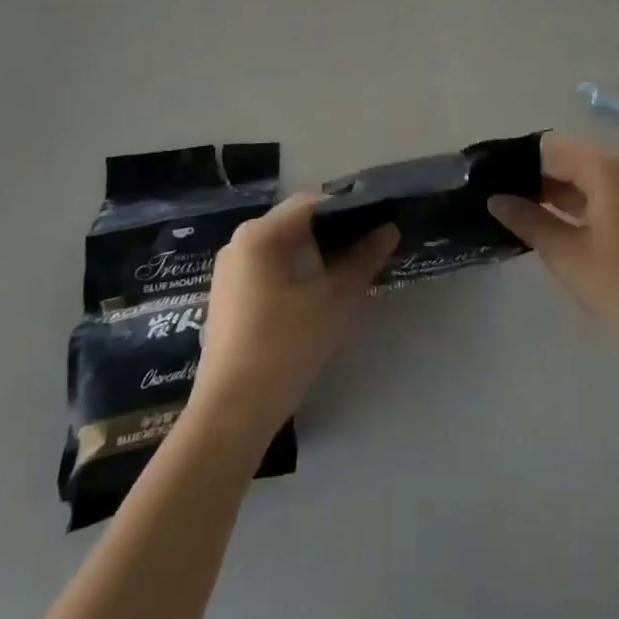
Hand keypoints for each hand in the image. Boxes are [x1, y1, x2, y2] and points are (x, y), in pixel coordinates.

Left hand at [190, 194, 397, 441]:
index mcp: (259, 234)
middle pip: (297, 223)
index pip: (312, 203)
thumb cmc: (282, 347)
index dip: (349, 209)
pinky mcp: (230, 298)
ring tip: (353, 270)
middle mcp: (239, 243)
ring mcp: (231, 272)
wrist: (230, 416)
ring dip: (318, 254)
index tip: (380, 222)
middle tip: (372, 248)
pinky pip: (271, 269)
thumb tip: (389, 229)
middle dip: (335, 232)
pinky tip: (321, 293)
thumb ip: (362, 260)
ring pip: (284, 248)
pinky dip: (298, 272)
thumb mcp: (331, 301)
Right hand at [490, 134, 618, 355]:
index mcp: (604, 169)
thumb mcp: (564, 253)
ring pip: (579, 172)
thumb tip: (495, 199)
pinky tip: (542, 216)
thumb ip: (527, 219)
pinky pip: (594, 187)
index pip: (549, 149)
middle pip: (564, 156)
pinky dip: (569, 197)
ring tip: (510, 204)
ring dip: (549, 185)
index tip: (486, 177)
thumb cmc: (618, 286)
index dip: (516, 161)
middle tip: (494, 192)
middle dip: (531, 172)